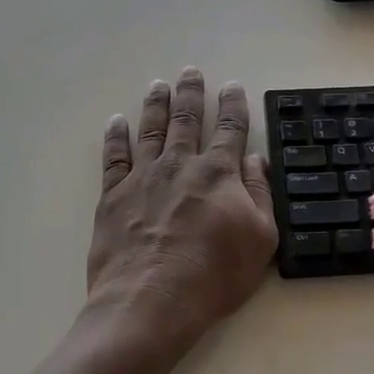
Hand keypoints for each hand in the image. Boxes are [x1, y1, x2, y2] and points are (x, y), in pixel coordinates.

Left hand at [88, 67, 277, 345]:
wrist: (151, 301)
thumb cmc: (214, 275)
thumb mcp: (261, 238)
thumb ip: (259, 194)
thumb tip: (255, 159)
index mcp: (219, 173)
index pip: (230, 128)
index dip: (234, 105)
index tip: (233, 86)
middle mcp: (180, 164)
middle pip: (186, 118)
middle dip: (191, 93)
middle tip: (190, 71)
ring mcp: (143, 177)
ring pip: (151, 129)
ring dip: (156, 104)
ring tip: (158, 84)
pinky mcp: (113, 196)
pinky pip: (114, 157)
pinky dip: (116, 136)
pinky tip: (116, 122)